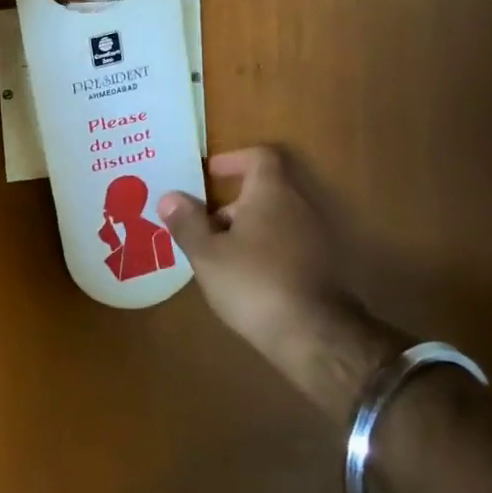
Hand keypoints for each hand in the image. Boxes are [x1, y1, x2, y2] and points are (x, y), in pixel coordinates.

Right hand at [159, 148, 405, 421]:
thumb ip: (187, 222)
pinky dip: (264, 250)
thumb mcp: (207, 253)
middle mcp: (300, 207)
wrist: (313, 335)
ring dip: (246, 230)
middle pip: (265, 190)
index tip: (207, 175)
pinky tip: (243, 278)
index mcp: (272, 194)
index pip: (259, 157)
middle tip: (202, 225)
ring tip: (216, 256)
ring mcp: (316, 237)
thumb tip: (169, 196)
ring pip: (275, 220)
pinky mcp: (321, 267)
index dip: (232, 160)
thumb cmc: (253, 282)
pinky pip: (287, 245)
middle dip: (231, 204)